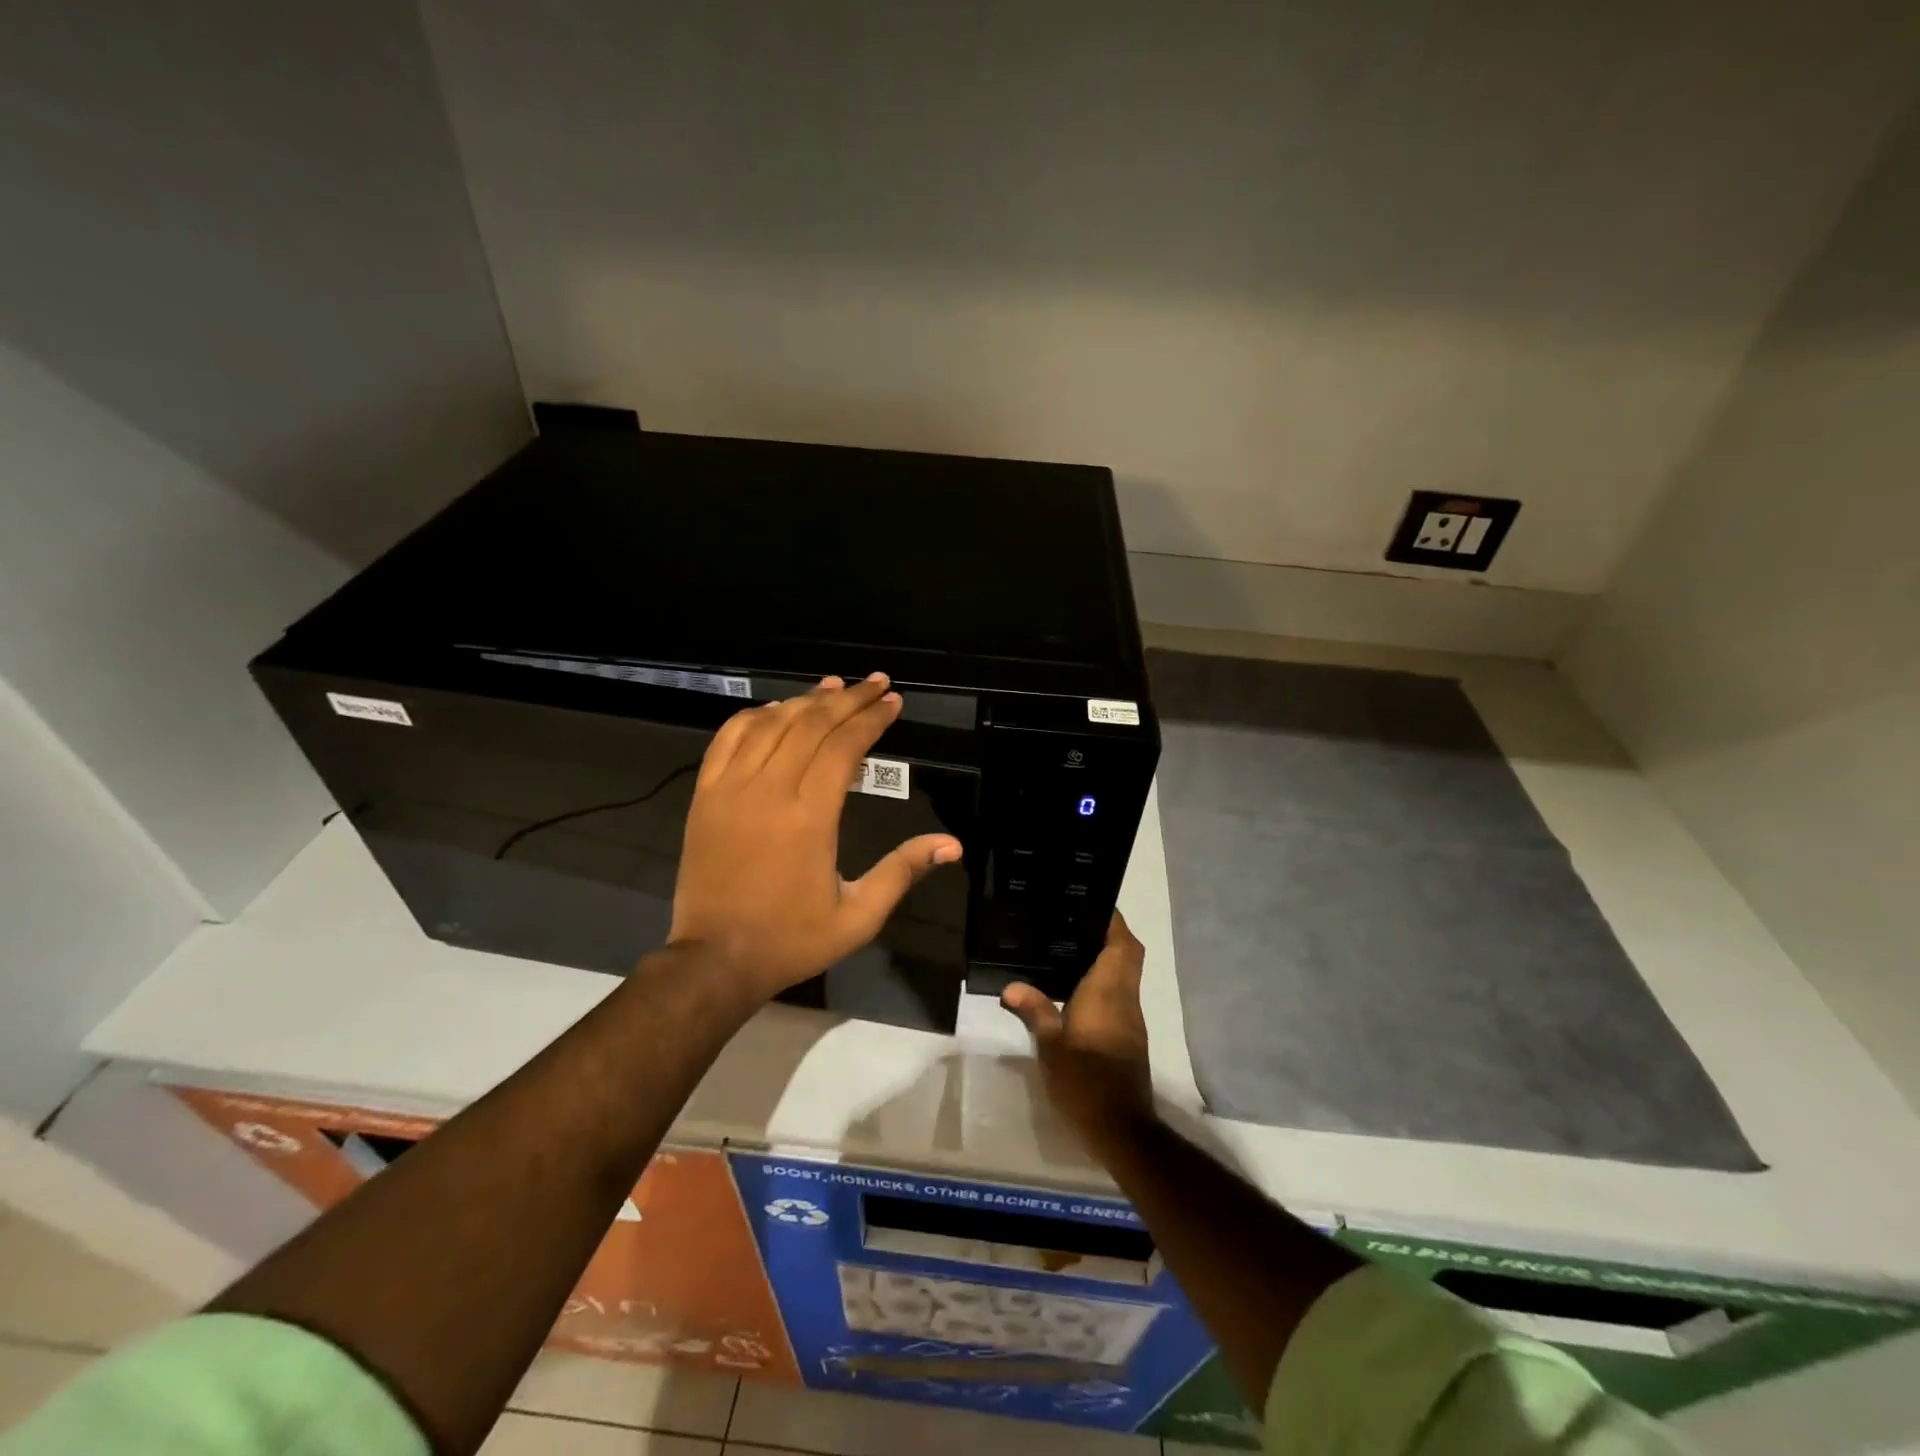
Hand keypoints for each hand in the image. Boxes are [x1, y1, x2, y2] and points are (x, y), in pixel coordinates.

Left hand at [668, 673, 962, 1000]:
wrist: (715, 959)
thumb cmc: (792, 939)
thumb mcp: (859, 916)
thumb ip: (903, 872)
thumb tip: (952, 845)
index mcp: (810, 817)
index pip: (845, 747)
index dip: (872, 719)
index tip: (893, 702)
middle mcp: (769, 790)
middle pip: (812, 724)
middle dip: (848, 698)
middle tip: (875, 683)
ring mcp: (730, 789)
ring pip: (771, 724)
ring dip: (806, 700)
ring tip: (834, 686)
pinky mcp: (705, 795)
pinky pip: (729, 738)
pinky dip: (755, 716)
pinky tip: (777, 709)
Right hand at [1001, 913, 1154, 1150]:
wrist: (1120, 1127)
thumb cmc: (1084, 1081)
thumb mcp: (1050, 1046)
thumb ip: (1034, 1010)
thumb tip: (1011, 986)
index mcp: (1108, 991)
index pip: (1122, 944)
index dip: (1113, 921)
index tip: (1093, 903)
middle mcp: (1125, 998)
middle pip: (1129, 954)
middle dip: (1110, 934)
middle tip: (1075, 923)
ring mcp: (1130, 1018)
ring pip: (1126, 974)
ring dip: (1108, 957)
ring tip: (1069, 946)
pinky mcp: (1128, 1035)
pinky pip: (1120, 993)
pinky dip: (1104, 981)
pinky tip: (1076, 987)